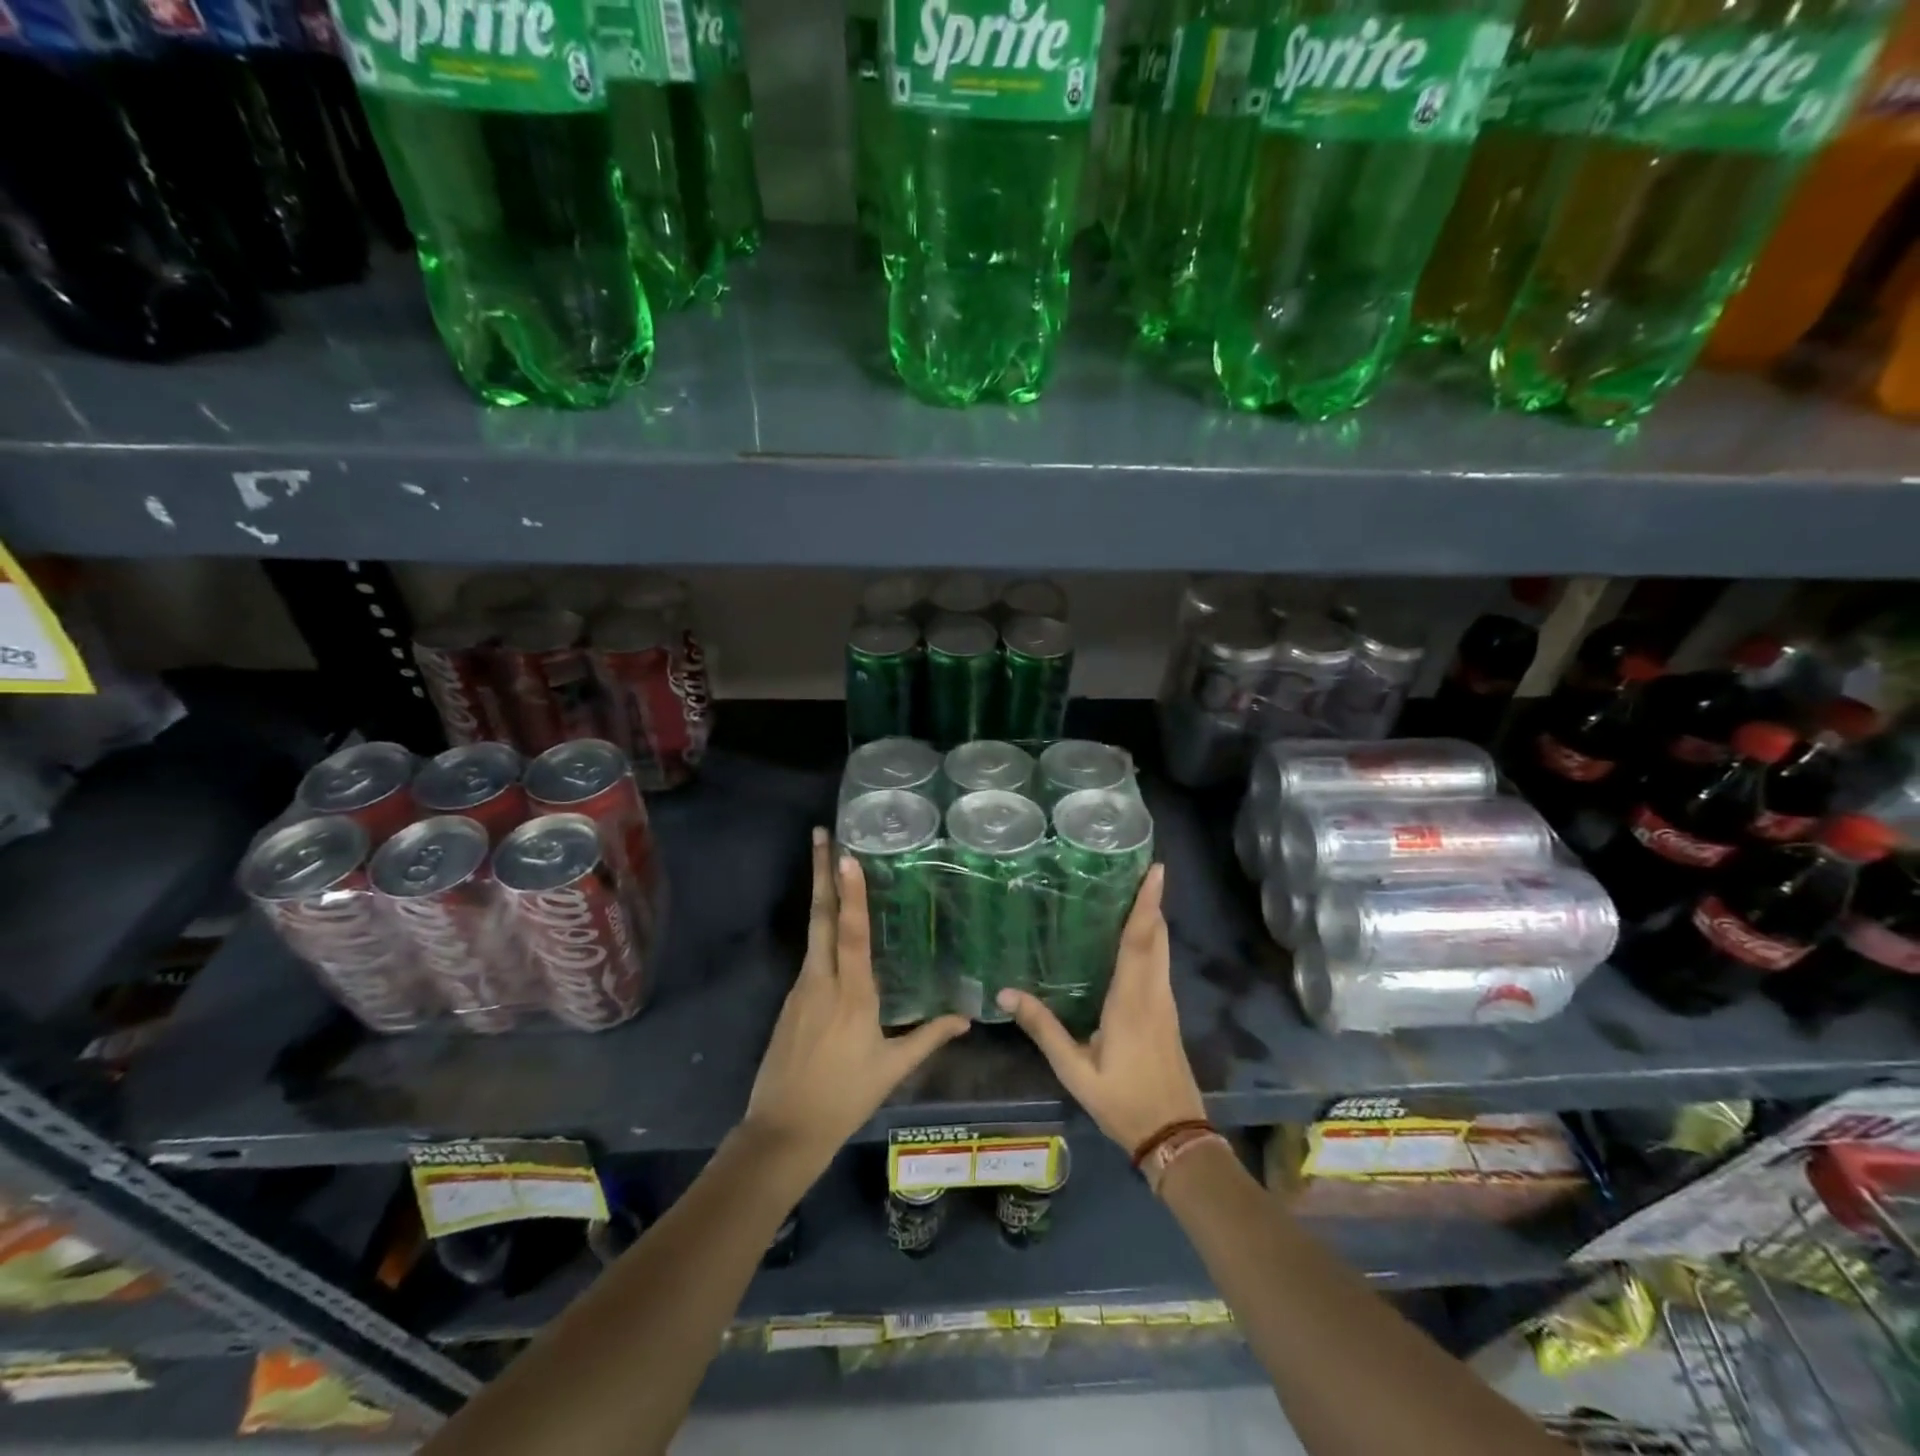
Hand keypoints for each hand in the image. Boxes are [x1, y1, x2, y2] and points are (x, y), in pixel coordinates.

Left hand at [743, 830, 969, 1173]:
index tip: (845, 855)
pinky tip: (831, 922)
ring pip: (813, 931)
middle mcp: (821, 981)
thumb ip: (929, 1037)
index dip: (851, 893)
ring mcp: (800, 988)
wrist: (783, 1130)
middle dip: (820, 872)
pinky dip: (821, 929)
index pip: (852, 933)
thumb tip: (967, 1017)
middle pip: (821, 917)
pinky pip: (810, 954)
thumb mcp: (892, 1068)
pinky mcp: (790, 999)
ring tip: (829, 864)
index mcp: (851, 994)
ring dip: (820, 895)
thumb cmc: (844, 1097)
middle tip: (821, 833)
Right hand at [998, 864, 1204, 1153]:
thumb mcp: (1075, 1071)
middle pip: (1157, 937)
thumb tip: (1007, 994)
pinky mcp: (1167, 1013)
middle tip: (1138, 868)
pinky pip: (1160, 964)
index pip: (1140, 941)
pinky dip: (1151, 941)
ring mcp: (1165, 1003)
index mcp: (1132, 1001)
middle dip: (1150, 901)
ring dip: (1151, 919)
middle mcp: (1154, 994)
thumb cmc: (1124, 1101)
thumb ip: (1044, 1029)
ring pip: (1162, 950)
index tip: (1157, 870)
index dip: (1147, 904)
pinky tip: (1133, 939)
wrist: (1175, 1136)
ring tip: (1131, 891)